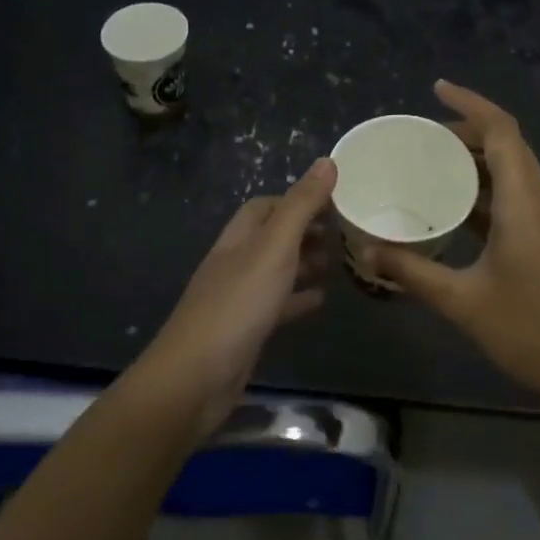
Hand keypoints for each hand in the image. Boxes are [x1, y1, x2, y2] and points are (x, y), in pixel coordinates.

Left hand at [139, 158, 335, 434]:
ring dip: (303, 263)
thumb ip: (301, 206)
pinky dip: (298, 298)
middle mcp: (236, 263)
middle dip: (305, 231)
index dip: (296, 199)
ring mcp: (239, 298)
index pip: (266, 206)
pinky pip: (277, 305)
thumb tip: (327, 161)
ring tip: (338, 262)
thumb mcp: (274, 248)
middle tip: (343, 232)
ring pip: (276, 271)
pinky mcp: (246, 330)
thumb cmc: (238, 305)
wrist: (196, 379)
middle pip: (272, 237)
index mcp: (239, 238)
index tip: (334, 201)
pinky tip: (320, 301)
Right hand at [368, 82, 539, 408]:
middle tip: (421, 140)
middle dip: (466, 132)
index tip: (436, 90)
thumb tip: (367, 251)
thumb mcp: (463, 302)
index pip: (501, 130)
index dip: (470, 104)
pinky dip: (487, 189)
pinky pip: (518, 195)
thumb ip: (413, 272)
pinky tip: (456, 208)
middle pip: (508, 145)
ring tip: (431, 166)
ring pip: (514, 170)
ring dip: (477, 161)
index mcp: (526, 200)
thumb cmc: (530, 331)